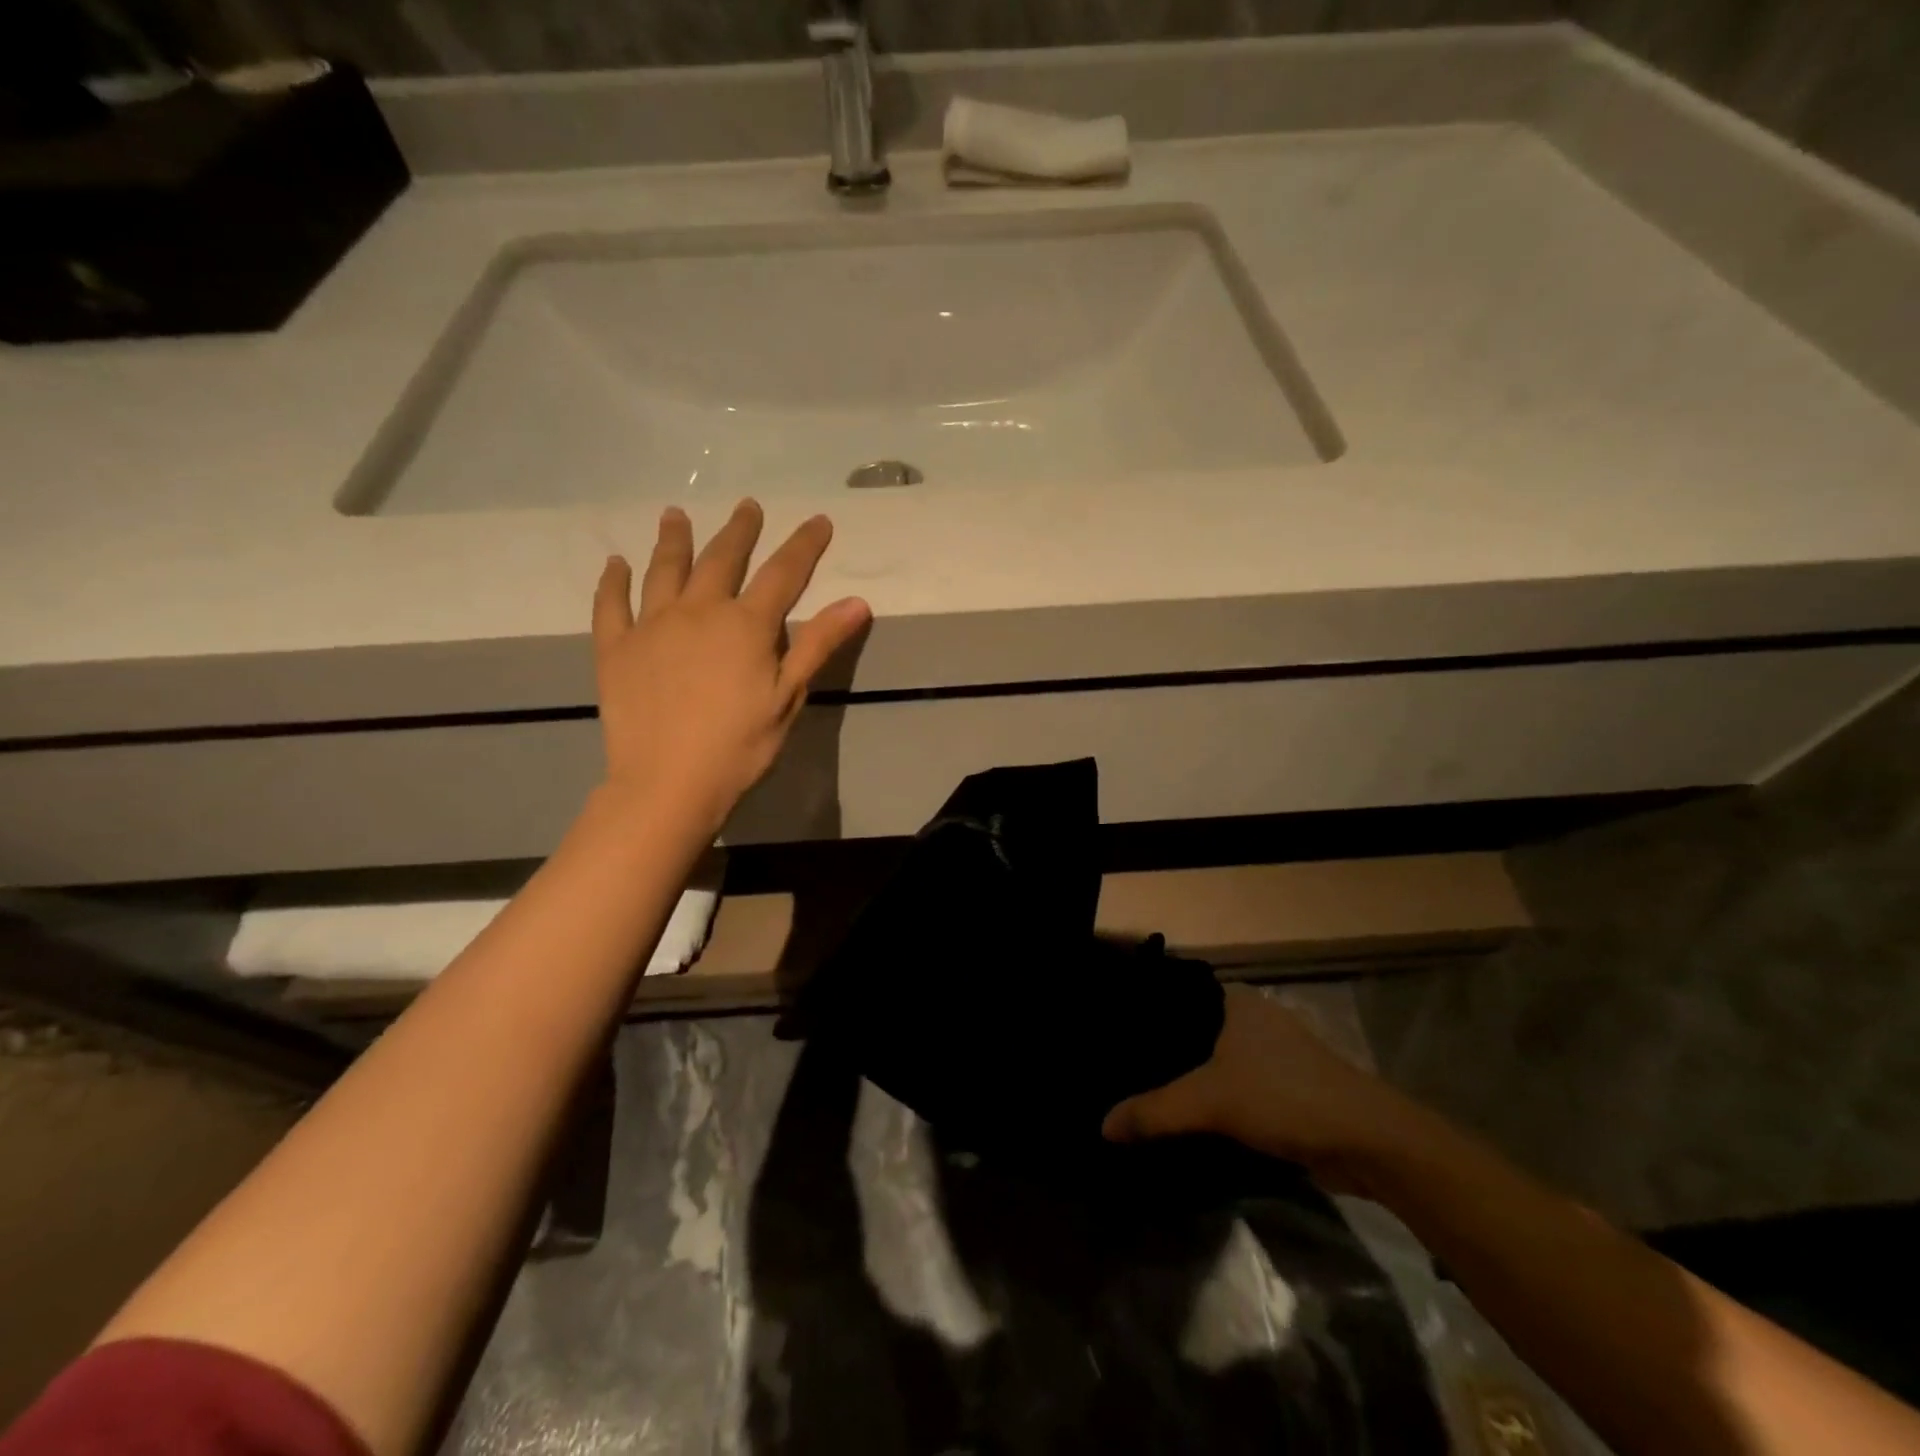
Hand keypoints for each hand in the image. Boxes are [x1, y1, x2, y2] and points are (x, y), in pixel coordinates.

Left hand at [591, 500, 870, 835]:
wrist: (668, 782)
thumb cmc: (739, 745)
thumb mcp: (789, 696)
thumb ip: (819, 644)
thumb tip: (858, 601)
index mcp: (745, 624)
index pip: (783, 573)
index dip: (804, 545)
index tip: (819, 520)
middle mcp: (698, 611)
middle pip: (722, 559)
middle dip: (740, 530)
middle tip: (747, 506)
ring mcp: (651, 625)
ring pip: (664, 570)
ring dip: (674, 539)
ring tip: (676, 515)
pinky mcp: (615, 648)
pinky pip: (612, 605)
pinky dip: (614, 581)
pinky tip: (616, 564)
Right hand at [1103, 985, 1428, 1190]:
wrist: (1369, 1142)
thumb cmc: (1285, 1096)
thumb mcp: (1210, 1101)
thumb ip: (1154, 1111)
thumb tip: (1101, 1126)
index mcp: (1235, 1000)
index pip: (1175, 997)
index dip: (1142, 1015)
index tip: (1109, 1035)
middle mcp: (1253, 1018)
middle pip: (1192, 1032)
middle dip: (1161, 1053)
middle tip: (1117, 1071)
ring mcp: (1273, 1053)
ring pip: (1214, 1061)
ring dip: (1188, 1079)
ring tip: (1141, 1093)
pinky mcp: (1286, 1088)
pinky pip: (1234, 1086)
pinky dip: (1212, 1100)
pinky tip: (1186, 1117)